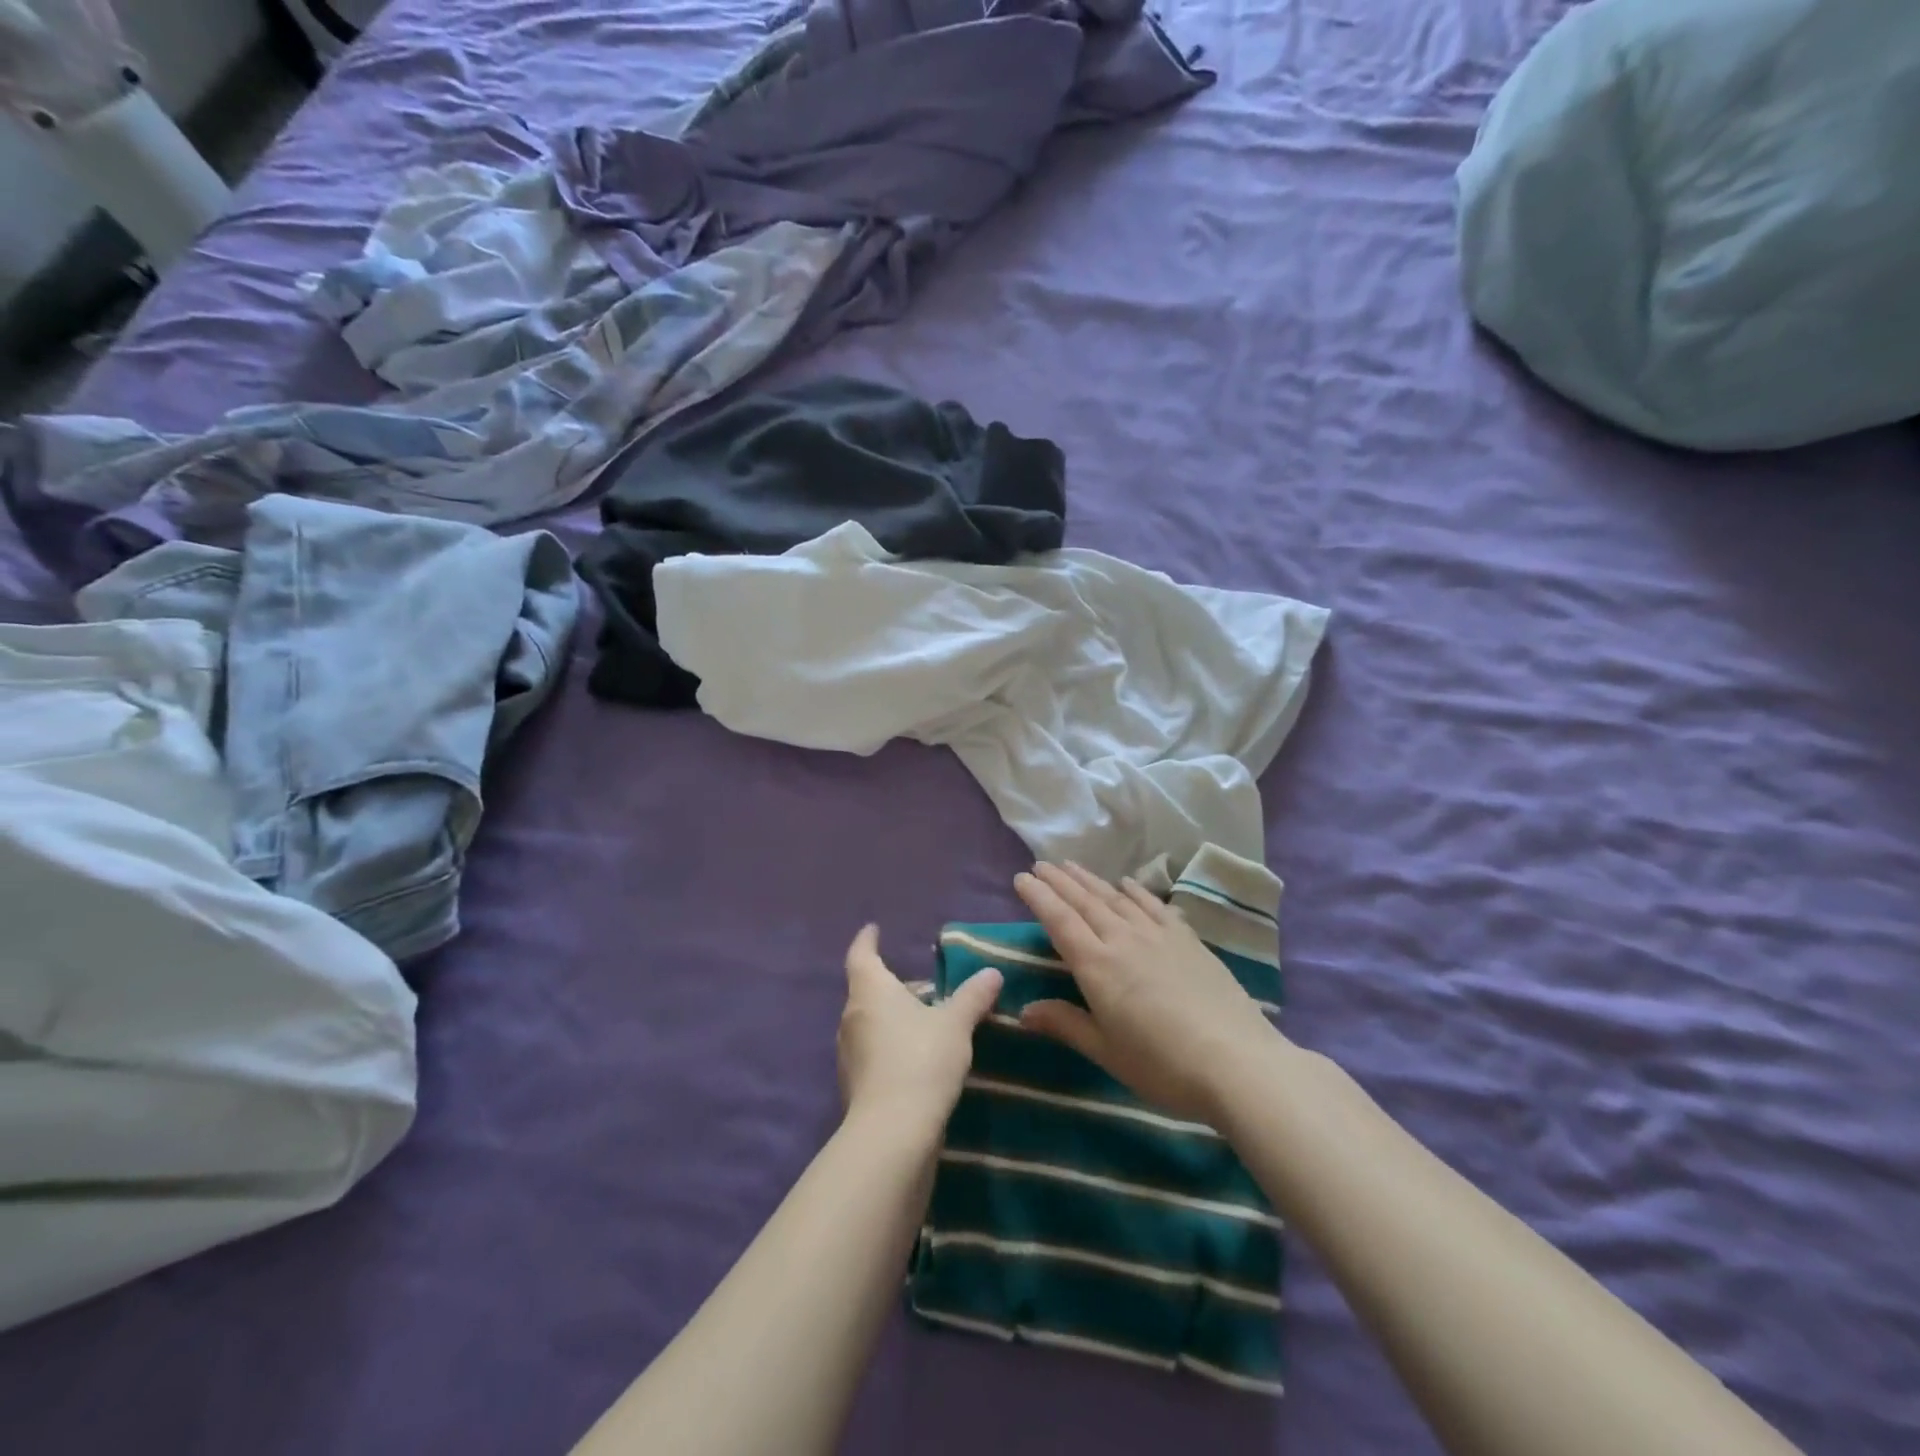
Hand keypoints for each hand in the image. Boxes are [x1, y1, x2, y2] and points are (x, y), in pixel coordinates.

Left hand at [837, 925, 1002, 1135]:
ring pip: (871, 1023)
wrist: (892, 1133)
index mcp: (870, 992)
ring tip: (926, 1020)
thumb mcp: (955, 1024)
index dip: (867, 940)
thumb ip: (973, 996)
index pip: (861, 955)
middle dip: (893, 985)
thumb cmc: (921, 1060)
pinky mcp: (856, 1086)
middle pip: (868, 991)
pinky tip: (919, 1058)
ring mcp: (849, 1055)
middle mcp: (852, 1018)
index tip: (873, 929)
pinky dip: (892, 1046)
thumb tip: (992, 973)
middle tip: (923, 984)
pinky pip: (874, 1053)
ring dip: (893, 1018)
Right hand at [1014, 861, 1281, 1124]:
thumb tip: (1023, 1010)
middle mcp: (1123, 939)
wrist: (1237, 1061)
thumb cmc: (1163, 1065)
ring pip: (1116, 898)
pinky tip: (1127, 883)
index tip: (1021, 878)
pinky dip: (1136, 891)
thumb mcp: (1106, 1052)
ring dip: (1090, 880)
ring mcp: (1158, 935)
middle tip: (1041, 864)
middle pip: (1085, 902)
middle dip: (1059, 881)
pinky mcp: (1187, 939)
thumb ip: (1065, 1024)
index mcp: (1097, 966)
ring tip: (1071, 866)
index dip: (1039, 897)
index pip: (1060, 921)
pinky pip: (1154, 905)